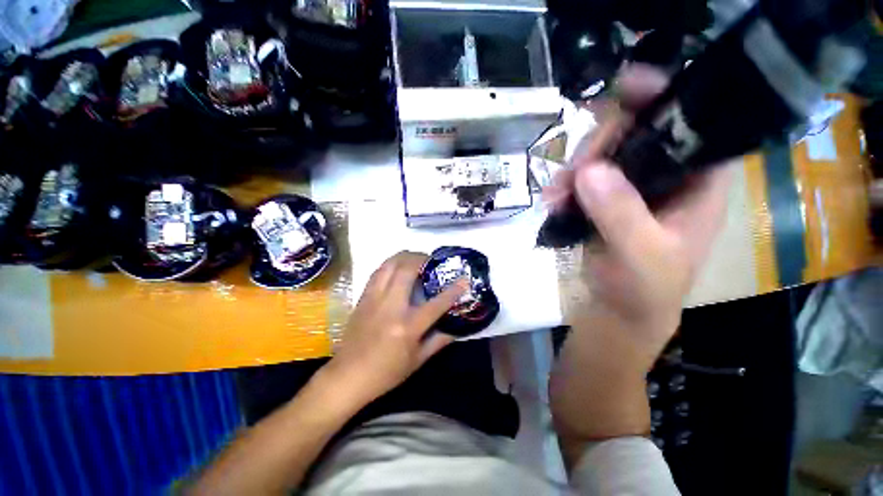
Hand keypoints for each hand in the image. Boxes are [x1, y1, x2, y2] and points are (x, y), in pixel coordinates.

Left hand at [324, 251, 467, 404]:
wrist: (347, 376)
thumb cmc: (386, 373)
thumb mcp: (417, 361)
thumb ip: (439, 341)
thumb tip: (456, 328)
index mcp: (408, 326)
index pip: (436, 303)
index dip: (453, 290)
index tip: (464, 279)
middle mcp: (391, 307)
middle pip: (407, 270)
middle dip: (422, 258)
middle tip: (432, 260)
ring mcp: (374, 299)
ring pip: (389, 265)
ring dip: (405, 256)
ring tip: (416, 259)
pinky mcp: (363, 298)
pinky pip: (377, 272)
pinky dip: (390, 264)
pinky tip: (397, 267)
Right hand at [548, 64, 733, 358]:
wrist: (619, 311)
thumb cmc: (645, 290)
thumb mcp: (642, 255)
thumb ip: (621, 214)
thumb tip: (590, 170)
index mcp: (698, 182)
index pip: (691, 123)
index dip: (663, 97)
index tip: (626, 86)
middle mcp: (668, 176)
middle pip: (636, 133)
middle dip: (600, 145)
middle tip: (573, 172)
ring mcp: (632, 187)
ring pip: (603, 155)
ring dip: (574, 169)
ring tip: (554, 195)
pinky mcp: (605, 200)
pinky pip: (583, 178)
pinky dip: (565, 185)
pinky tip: (552, 200)